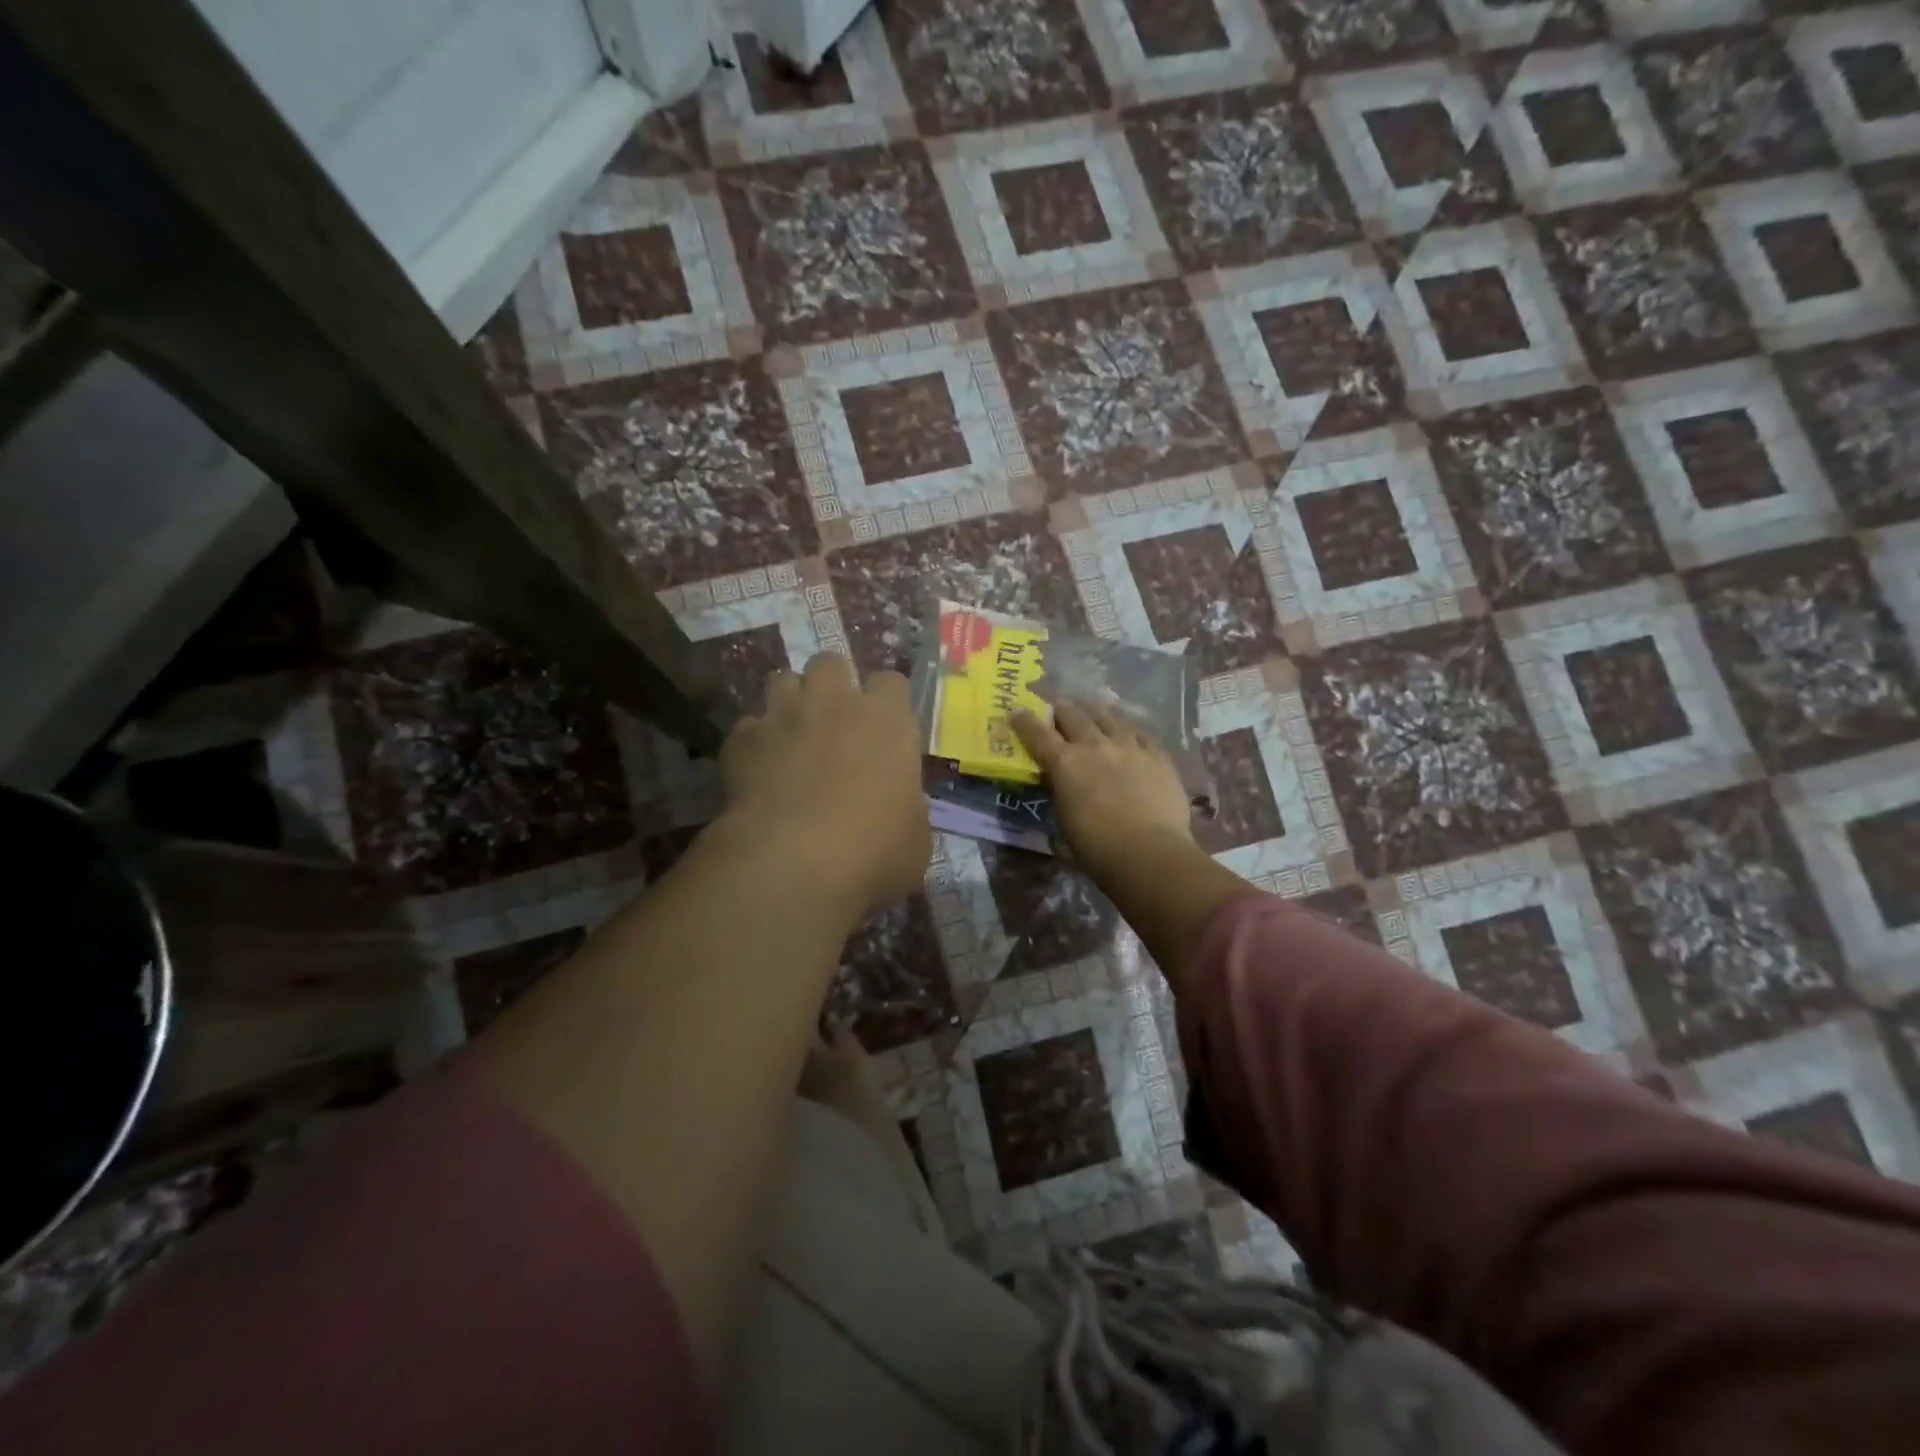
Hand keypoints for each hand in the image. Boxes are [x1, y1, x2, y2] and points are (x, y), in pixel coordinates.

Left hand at [719, 653, 930, 913]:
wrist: (793, 863)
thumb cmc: (873, 852)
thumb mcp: (914, 839)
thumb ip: (907, 808)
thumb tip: (898, 807)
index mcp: (888, 721)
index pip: (892, 682)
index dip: (887, 701)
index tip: (885, 727)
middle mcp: (836, 703)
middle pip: (830, 662)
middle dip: (831, 684)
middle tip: (833, 721)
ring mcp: (784, 715)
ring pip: (781, 680)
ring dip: (788, 702)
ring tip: (791, 735)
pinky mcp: (741, 739)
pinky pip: (748, 726)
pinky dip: (754, 743)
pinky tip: (757, 771)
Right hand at [1012, 702, 1195, 882]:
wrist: (1149, 852)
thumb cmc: (1096, 847)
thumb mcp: (1064, 818)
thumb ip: (1062, 791)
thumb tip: (1063, 782)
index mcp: (1065, 763)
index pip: (1038, 734)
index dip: (1025, 721)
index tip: (1017, 710)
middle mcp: (1094, 745)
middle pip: (1073, 716)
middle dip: (1061, 709)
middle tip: (1057, 706)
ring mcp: (1129, 746)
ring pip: (1109, 717)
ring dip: (1096, 713)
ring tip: (1094, 711)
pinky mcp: (1158, 756)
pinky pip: (1142, 734)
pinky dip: (1130, 732)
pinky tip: (1131, 734)